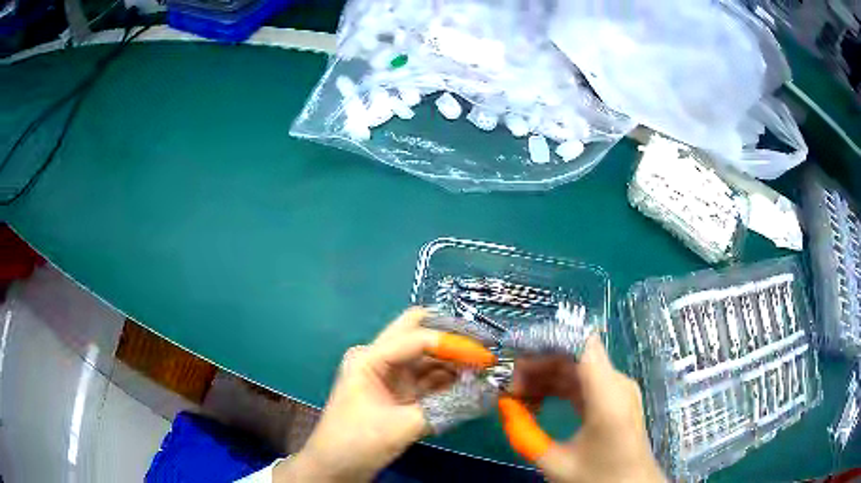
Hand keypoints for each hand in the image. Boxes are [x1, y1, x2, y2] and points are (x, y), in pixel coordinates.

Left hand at [275, 307, 494, 481]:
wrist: (334, 468)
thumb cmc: (357, 443)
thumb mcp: (402, 426)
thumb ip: (446, 407)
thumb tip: (487, 391)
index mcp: (370, 358)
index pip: (417, 338)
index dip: (453, 343)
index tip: (485, 355)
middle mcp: (380, 360)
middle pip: (419, 333)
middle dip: (452, 337)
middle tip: (484, 347)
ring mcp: (389, 376)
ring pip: (427, 356)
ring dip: (454, 361)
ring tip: (484, 369)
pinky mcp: (399, 394)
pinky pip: (428, 379)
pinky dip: (449, 380)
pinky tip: (471, 384)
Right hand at [501, 336, 665, 482]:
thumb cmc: (598, 478)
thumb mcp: (556, 463)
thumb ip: (525, 435)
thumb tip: (503, 406)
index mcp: (608, 395)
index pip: (581, 344)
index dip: (548, 341)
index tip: (515, 356)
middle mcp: (617, 383)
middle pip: (576, 353)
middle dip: (540, 361)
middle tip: (509, 382)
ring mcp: (618, 389)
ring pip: (578, 366)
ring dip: (547, 373)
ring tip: (517, 392)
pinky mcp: (615, 398)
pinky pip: (584, 381)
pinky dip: (560, 385)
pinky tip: (538, 399)